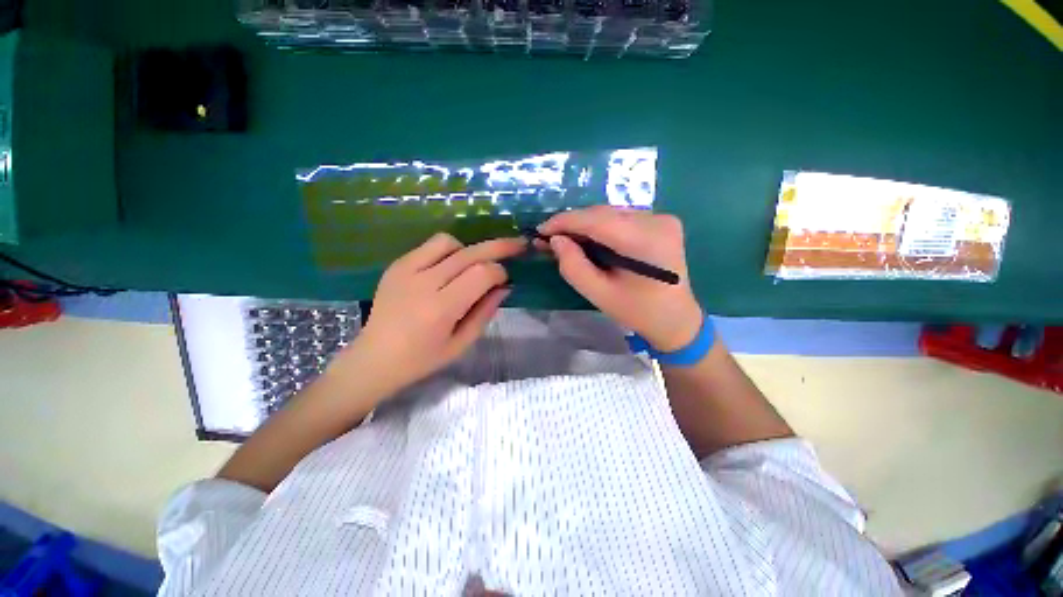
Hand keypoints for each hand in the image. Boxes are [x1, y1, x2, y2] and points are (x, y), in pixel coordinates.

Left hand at [331, 233, 525, 396]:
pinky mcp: (397, 265)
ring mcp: (406, 270)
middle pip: (470, 253)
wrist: (373, 358)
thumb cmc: (422, 359)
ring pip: (449, 242)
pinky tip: (450, 267)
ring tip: (474, 265)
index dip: (500, 273)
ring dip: (469, 250)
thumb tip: (505, 287)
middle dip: (499, 247)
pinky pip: (430, 246)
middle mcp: (423, 283)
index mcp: (441, 308)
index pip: (481, 274)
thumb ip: (485, 312)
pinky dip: (448, 251)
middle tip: (517, 245)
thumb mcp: (462, 344)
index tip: (505, 281)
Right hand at [538, 206, 701, 351]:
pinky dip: (600, 227)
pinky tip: (588, 239)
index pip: (597, 220)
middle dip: (573, 223)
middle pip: (604, 213)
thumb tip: (556, 240)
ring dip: (585, 225)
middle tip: (550, 238)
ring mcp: (663, 219)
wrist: (676, 319)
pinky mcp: (662, 222)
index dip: (565, 221)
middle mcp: (658, 221)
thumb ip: (574, 267)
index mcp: (646, 242)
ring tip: (565, 239)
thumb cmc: (638, 312)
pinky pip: (621, 218)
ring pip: (611, 213)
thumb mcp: (599, 295)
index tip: (541, 230)